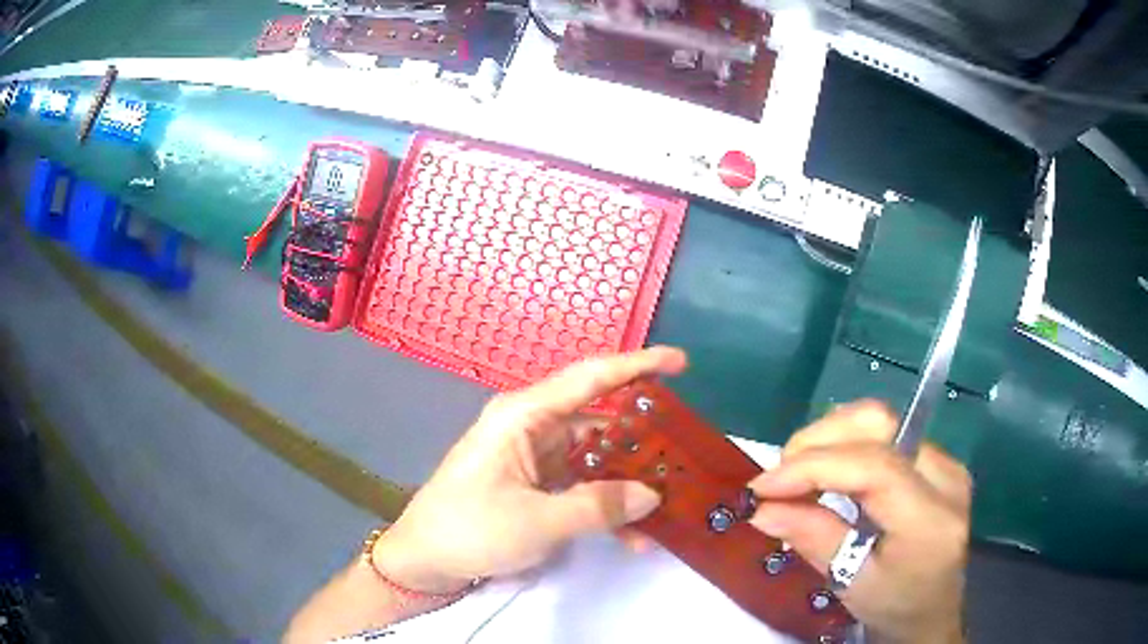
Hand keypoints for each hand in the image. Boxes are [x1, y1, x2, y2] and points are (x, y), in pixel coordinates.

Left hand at [372, 347, 688, 593]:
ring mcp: (533, 457)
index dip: (638, 365)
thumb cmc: (471, 529)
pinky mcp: (534, 483)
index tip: (681, 362)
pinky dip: (605, 504)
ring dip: (627, 482)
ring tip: (669, 505)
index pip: (590, 378)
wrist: (424, 560)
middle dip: (643, 439)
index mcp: (524, 416)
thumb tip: (652, 495)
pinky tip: (633, 536)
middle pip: (599, 420)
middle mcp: (531, 427)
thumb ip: (600, 507)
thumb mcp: (539, 521)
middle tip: (686, 456)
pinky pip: (581, 484)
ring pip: (595, 457)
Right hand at [749, 402, 970, 643]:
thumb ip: (814, 539)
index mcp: (930, 518)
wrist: (932, 609)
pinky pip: (886, 431)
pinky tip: (826, 469)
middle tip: (778, 477)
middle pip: (879, 425)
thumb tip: (762, 510)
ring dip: (829, 436)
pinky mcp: (935, 459)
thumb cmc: (892, 605)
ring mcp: (944, 461)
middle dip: (819, 440)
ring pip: (880, 419)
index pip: (874, 467)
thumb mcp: (851, 583)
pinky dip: (846, 442)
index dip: (814, 467)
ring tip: (797, 472)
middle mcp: (945, 475)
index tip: (762, 487)